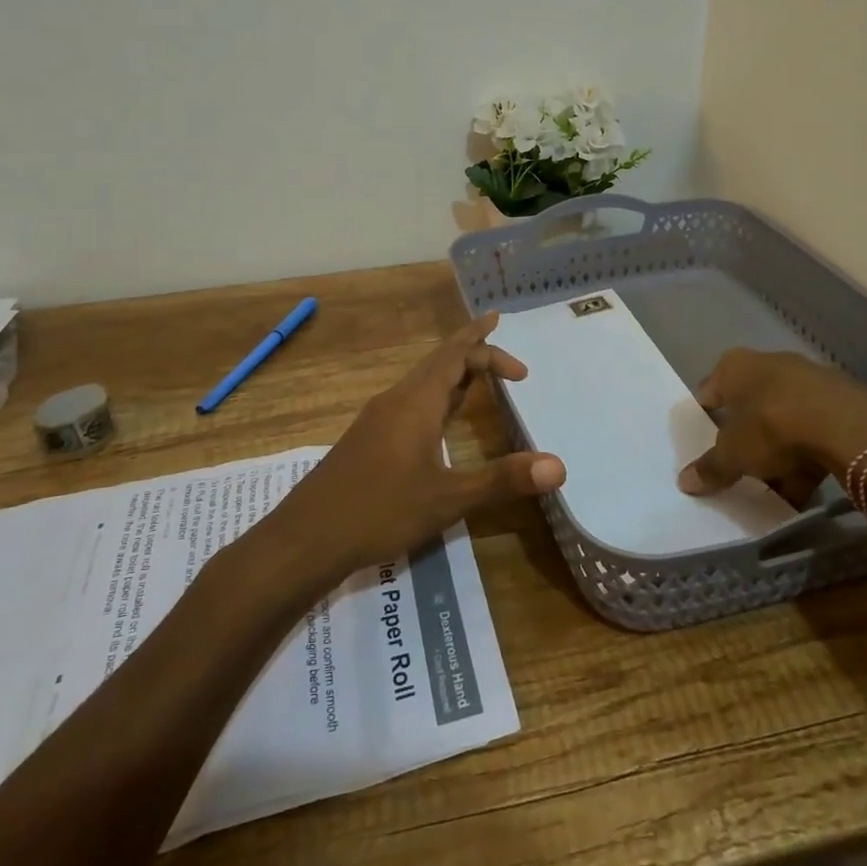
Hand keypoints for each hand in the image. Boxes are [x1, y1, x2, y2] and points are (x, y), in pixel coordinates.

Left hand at [273, 312, 565, 575]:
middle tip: (494, 329)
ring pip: (421, 380)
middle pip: (437, 359)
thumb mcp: (447, 498)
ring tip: (475, 373)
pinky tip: (438, 419)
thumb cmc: (380, 510)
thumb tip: (559, 466)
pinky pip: (410, 399)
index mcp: (417, 402)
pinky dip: (435, 394)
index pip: (457, 357)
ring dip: (451, 370)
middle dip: (468, 344)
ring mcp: (378, 418)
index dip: (490, 354)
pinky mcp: (367, 439)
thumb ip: (502, 480)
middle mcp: (397, 400)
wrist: (306, 536)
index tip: (522, 372)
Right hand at [677, 349, 866, 504]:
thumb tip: (685, 482)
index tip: (702, 445)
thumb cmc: (772, 426)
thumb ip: (710, 468)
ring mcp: (807, 381)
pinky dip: (805, 459)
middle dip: (744, 440)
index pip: (709, 391)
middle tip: (737, 469)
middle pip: (748, 407)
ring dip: (776, 454)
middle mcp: (769, 364)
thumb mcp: (733, 454)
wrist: (847, 426)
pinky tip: (802, 490)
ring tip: (772, 490)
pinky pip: (812, 433)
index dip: (704, 419)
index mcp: (734, 366)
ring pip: (782, 422)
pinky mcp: (839, 402)